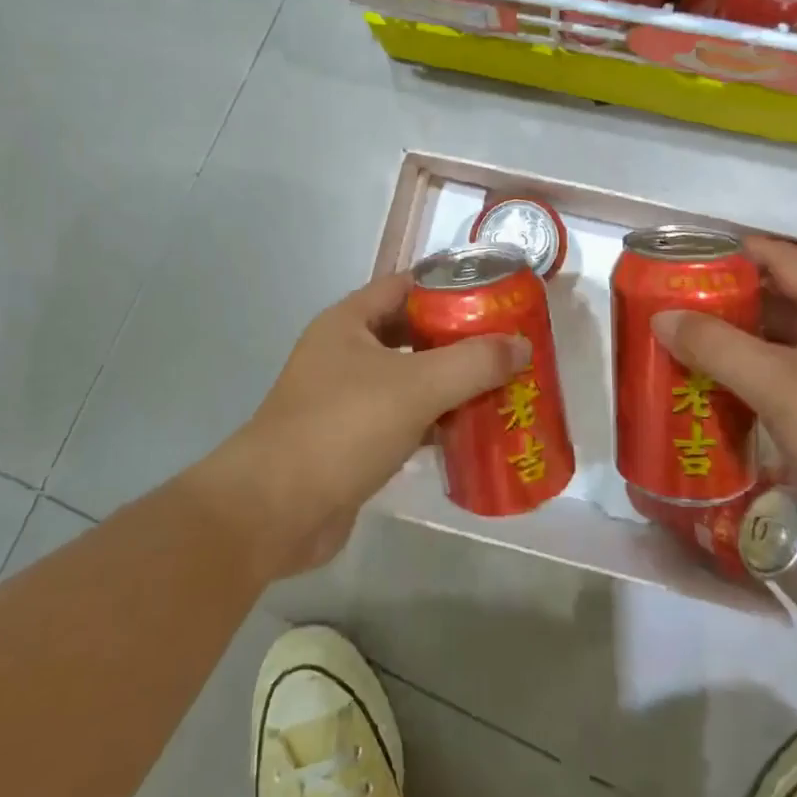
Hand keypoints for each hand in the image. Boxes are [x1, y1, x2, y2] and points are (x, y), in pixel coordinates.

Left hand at [206, 272, 531, 578]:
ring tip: (500, 387)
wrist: (275, 510)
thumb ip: (474, 362)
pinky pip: (402, 420)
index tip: (495, 298)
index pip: (406, 286)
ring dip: (449, 385)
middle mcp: (344, 353)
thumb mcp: (417, 386)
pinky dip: (434, 423)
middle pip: (411, 334)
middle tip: (506, 347)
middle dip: (457, 340)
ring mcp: (344, 399)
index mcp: (348, 322)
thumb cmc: (342, 428)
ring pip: (408, 379)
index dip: (449, 287)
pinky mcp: (351, 441)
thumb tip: (522, 346)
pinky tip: (470, 433)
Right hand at [651, 236, 796, 586]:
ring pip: (772, 348)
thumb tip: (661, 317)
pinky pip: (778, 386)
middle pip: (771, 303)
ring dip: (729, 347)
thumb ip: (716, 346)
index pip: (779, 259)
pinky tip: (706, 394)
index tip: (683, 257)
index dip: (732, 252)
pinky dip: (744, 385)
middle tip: (667, 308)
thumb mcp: (778, 382)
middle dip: (720, 304)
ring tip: (675, 347)